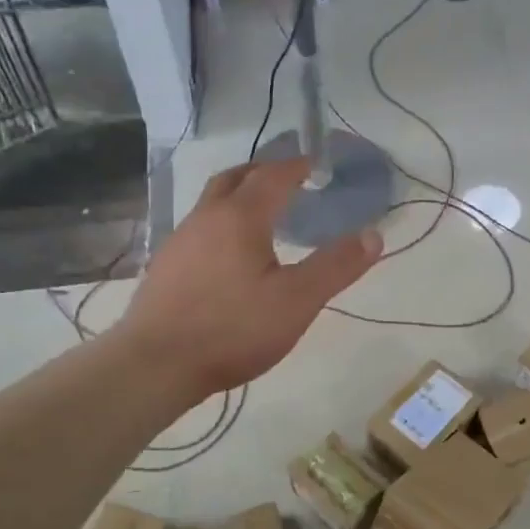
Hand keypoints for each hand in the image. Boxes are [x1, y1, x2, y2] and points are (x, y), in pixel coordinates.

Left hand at [116, 157, 381, 404]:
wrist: (155, 364)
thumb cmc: (233, 329)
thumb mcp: (297, 300)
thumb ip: (336, 266)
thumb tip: (373, 234)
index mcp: (240, 218)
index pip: (273, 177)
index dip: (297, 166)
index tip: (315, 163)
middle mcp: (205, 218)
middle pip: (234, 179)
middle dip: (263, 172)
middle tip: (287, 179)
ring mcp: (179, 242)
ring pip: (212, 203)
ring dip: (238, 197)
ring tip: (262, 215)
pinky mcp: (165, 268)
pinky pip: (199, 229)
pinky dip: (221, 225)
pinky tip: (229, 256)